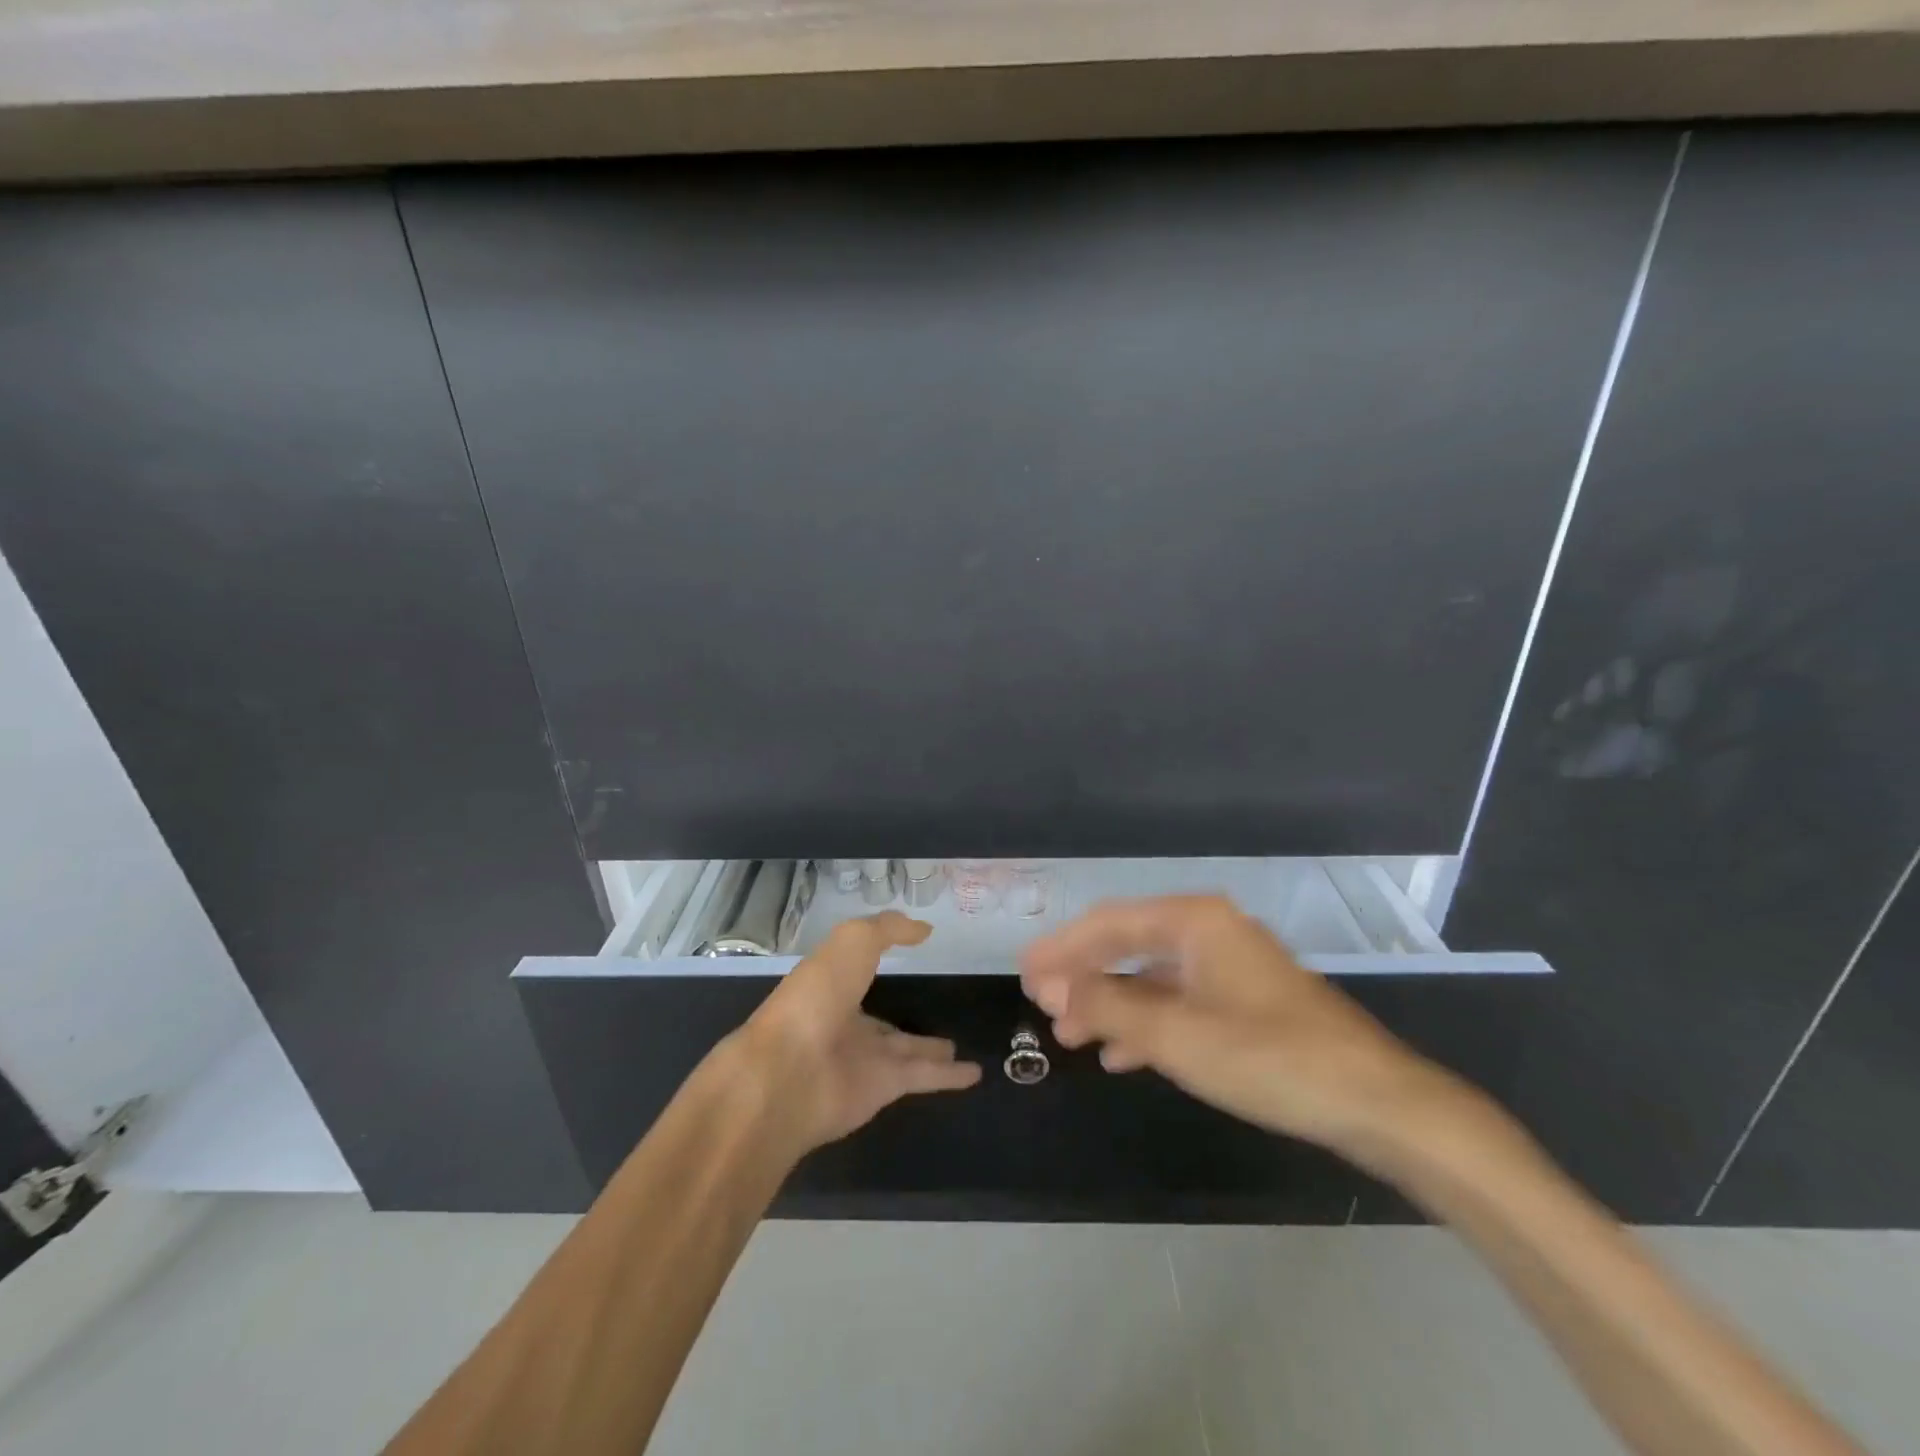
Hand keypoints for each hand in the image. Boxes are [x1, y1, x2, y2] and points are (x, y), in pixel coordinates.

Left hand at [733, 912, 980, 1152]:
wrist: (787, 1075)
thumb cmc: (816, 997)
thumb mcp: (852, 942)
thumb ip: (888, 929)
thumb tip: (924, 929)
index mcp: (829, 986)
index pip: (858, 974)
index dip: (877, 963)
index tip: (907, 956)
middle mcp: (844, 1024)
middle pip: (881, 1023)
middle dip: (903, 1021)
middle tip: (938, 1014)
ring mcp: (862, 1060)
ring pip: (906, 1052)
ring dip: (930, 1050)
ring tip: (957, 1046)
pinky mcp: (882, 1089)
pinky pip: (923, 1077)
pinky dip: (949, 1078)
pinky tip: (976, 1074)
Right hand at [1020, 895, 1459, 1160]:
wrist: (1377, 1102)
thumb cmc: (1270, 1058)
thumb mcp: (1176, 1035)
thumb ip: (1107, 1006)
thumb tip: (1048, 986)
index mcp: (1194, 921)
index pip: (1108, 923)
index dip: (1061, 948)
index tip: (1023, 972)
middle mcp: (1210, 931)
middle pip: (1128, 945)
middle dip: (1083, 977)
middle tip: (1041, 1004)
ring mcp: (1230, 966)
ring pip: (1152, 977)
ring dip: (1110, 1004)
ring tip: (1072, 1036)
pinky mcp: (1246, 1001)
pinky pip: (1179, 1001)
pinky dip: (1146, 1023)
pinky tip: (1122, 1053)